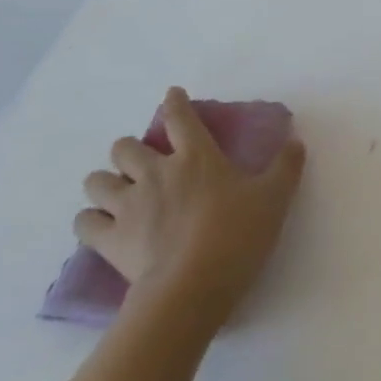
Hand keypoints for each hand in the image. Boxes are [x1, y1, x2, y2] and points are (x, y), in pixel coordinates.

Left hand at [76, 86, 306, 323]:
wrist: (193, 285)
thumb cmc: (238, 235)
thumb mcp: (275, 198)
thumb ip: (286, 167)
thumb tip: (295, 141)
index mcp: (196, 158)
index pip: (179, 118)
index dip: (174, 103)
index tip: (172, 95)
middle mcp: (155, 173)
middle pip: (124, 147)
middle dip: (130, 150)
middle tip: (144, 163)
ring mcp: (127, 206)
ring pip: (96, 181)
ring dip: (105, 182)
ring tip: (117, 193)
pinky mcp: (109, 239)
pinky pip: (84, 222)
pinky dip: (90, 221)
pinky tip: (101, 226)